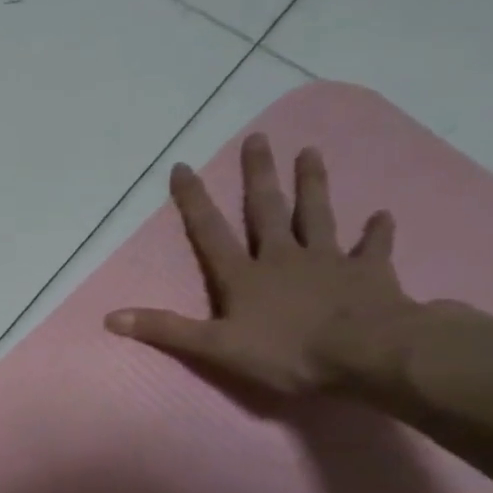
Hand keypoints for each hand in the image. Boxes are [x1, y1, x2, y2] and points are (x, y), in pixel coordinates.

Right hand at [105, 134, 418, 395]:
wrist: (366, 354)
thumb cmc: (286, 353)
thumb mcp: (214, 347)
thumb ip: (165, 329)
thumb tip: (110, 317)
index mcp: (244, 276)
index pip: (210, 232)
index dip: (194, 200)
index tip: (183, 166)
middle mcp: (283, 257)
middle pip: (268, 210)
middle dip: (259, 175)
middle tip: (258, 138)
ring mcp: (328, 261)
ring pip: (318, 215)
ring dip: (313, 184)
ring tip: (310, 152)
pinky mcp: (368, 273)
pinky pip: (373, 247)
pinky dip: (377, 232)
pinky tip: (382, 215)